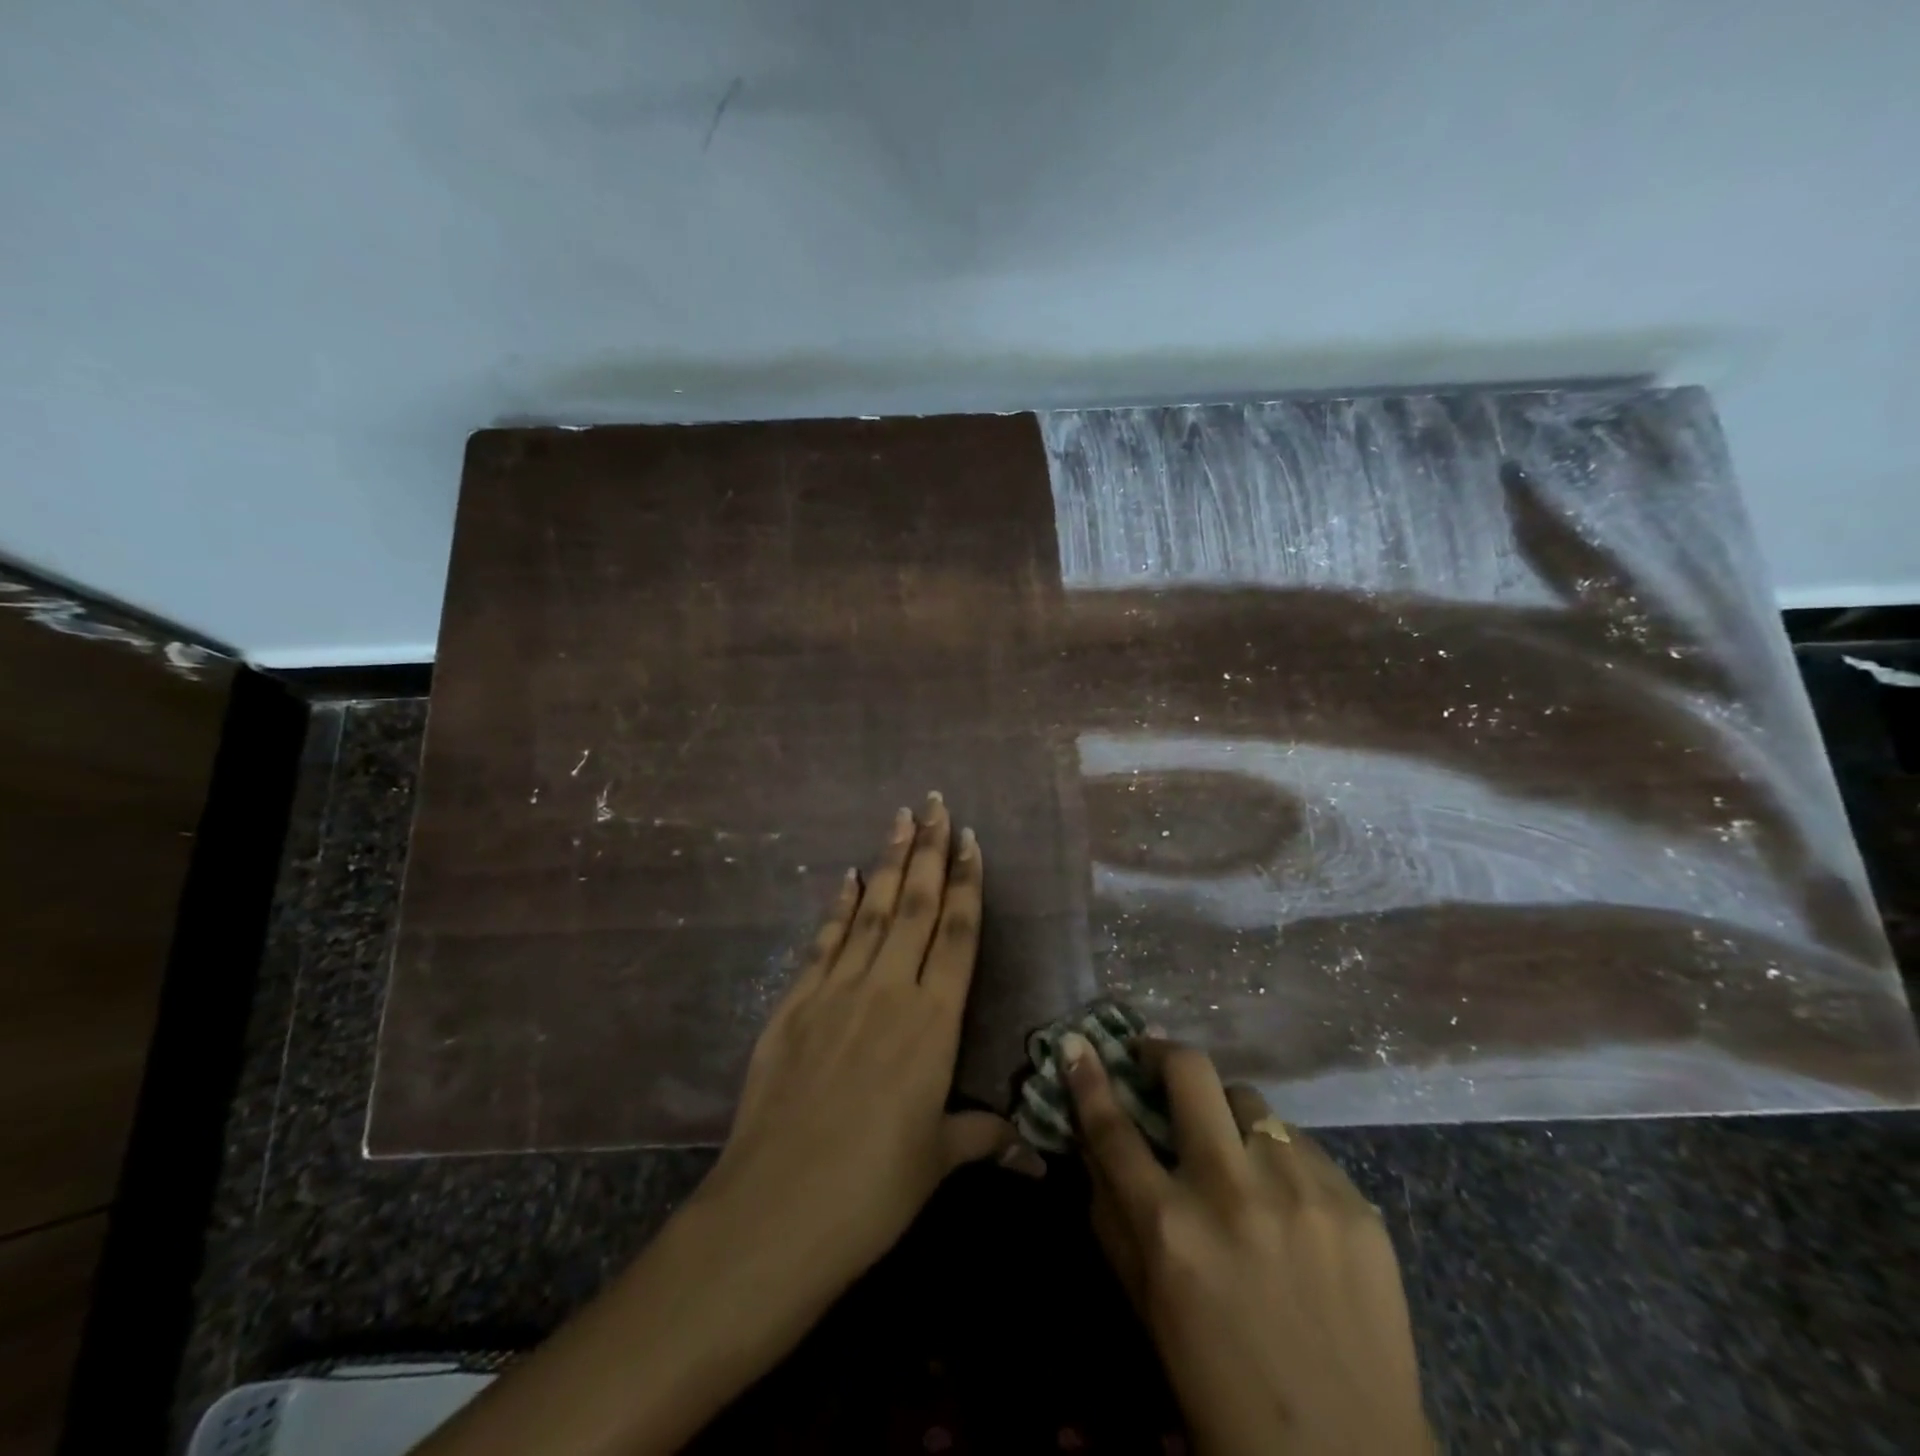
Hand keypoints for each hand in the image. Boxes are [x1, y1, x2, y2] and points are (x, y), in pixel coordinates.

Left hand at [696, 793, 1037, 1310]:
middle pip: (913, 906)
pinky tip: (846, 878)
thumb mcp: (935, 1161)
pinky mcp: (793, 1005)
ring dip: (886, 862)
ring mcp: (835, 992)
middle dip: (928, 850)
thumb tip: (1024, 1144)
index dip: (966, 884)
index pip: (956, 935)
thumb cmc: (872, 1191)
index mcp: (932, 1023)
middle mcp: (887, 992)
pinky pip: (823, 942)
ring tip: (900, 818)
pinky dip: (837, 907)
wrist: (776, 1210)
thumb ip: (978, 1135)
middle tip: (936, 803)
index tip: (970, 840)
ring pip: (869, 911)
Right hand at [1063, 1034, 1432, 1455]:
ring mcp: (1300, 1191)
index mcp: (1170, 1228)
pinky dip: (1280, 1159)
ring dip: (1228, 1115)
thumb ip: (1113, 1215)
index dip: (1088, 1078)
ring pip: (1251, 1102)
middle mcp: (1232, 1192)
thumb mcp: (1146, 1303)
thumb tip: (1093, 1142)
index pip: (1113, 1127)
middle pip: (1191, 1073)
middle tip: (1156, 1062)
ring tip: (1234, 1153)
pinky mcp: (1354, 1204)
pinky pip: (1302, 1147)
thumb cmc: (1220, 1386)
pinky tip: (1288, 1203)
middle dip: (1163, 1054)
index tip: (1078, 1044)